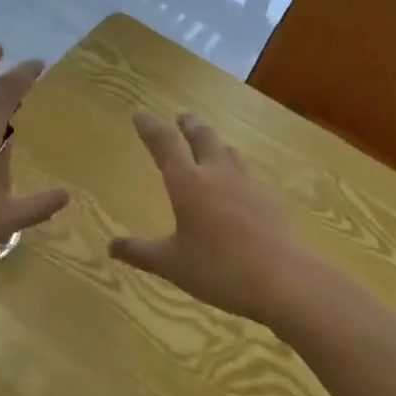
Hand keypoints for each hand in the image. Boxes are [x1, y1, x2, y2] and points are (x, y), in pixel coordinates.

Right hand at [109, 112, 320, 323]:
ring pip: (229, 151)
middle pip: (203, 136)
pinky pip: (247, 173)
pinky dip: (235, 169)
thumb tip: (112, 246)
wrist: (284, 279)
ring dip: (215, 143)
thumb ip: (141, 253)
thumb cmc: (219, 270)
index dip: (151, 127)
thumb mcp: (172, 265)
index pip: (165, 144)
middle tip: (182, 117)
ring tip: (210, 145)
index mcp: (188, 183)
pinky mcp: (270, 199)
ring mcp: (248, 183)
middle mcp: (217, 174)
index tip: (141, 115)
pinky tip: (237, 185)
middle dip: (189, 124)